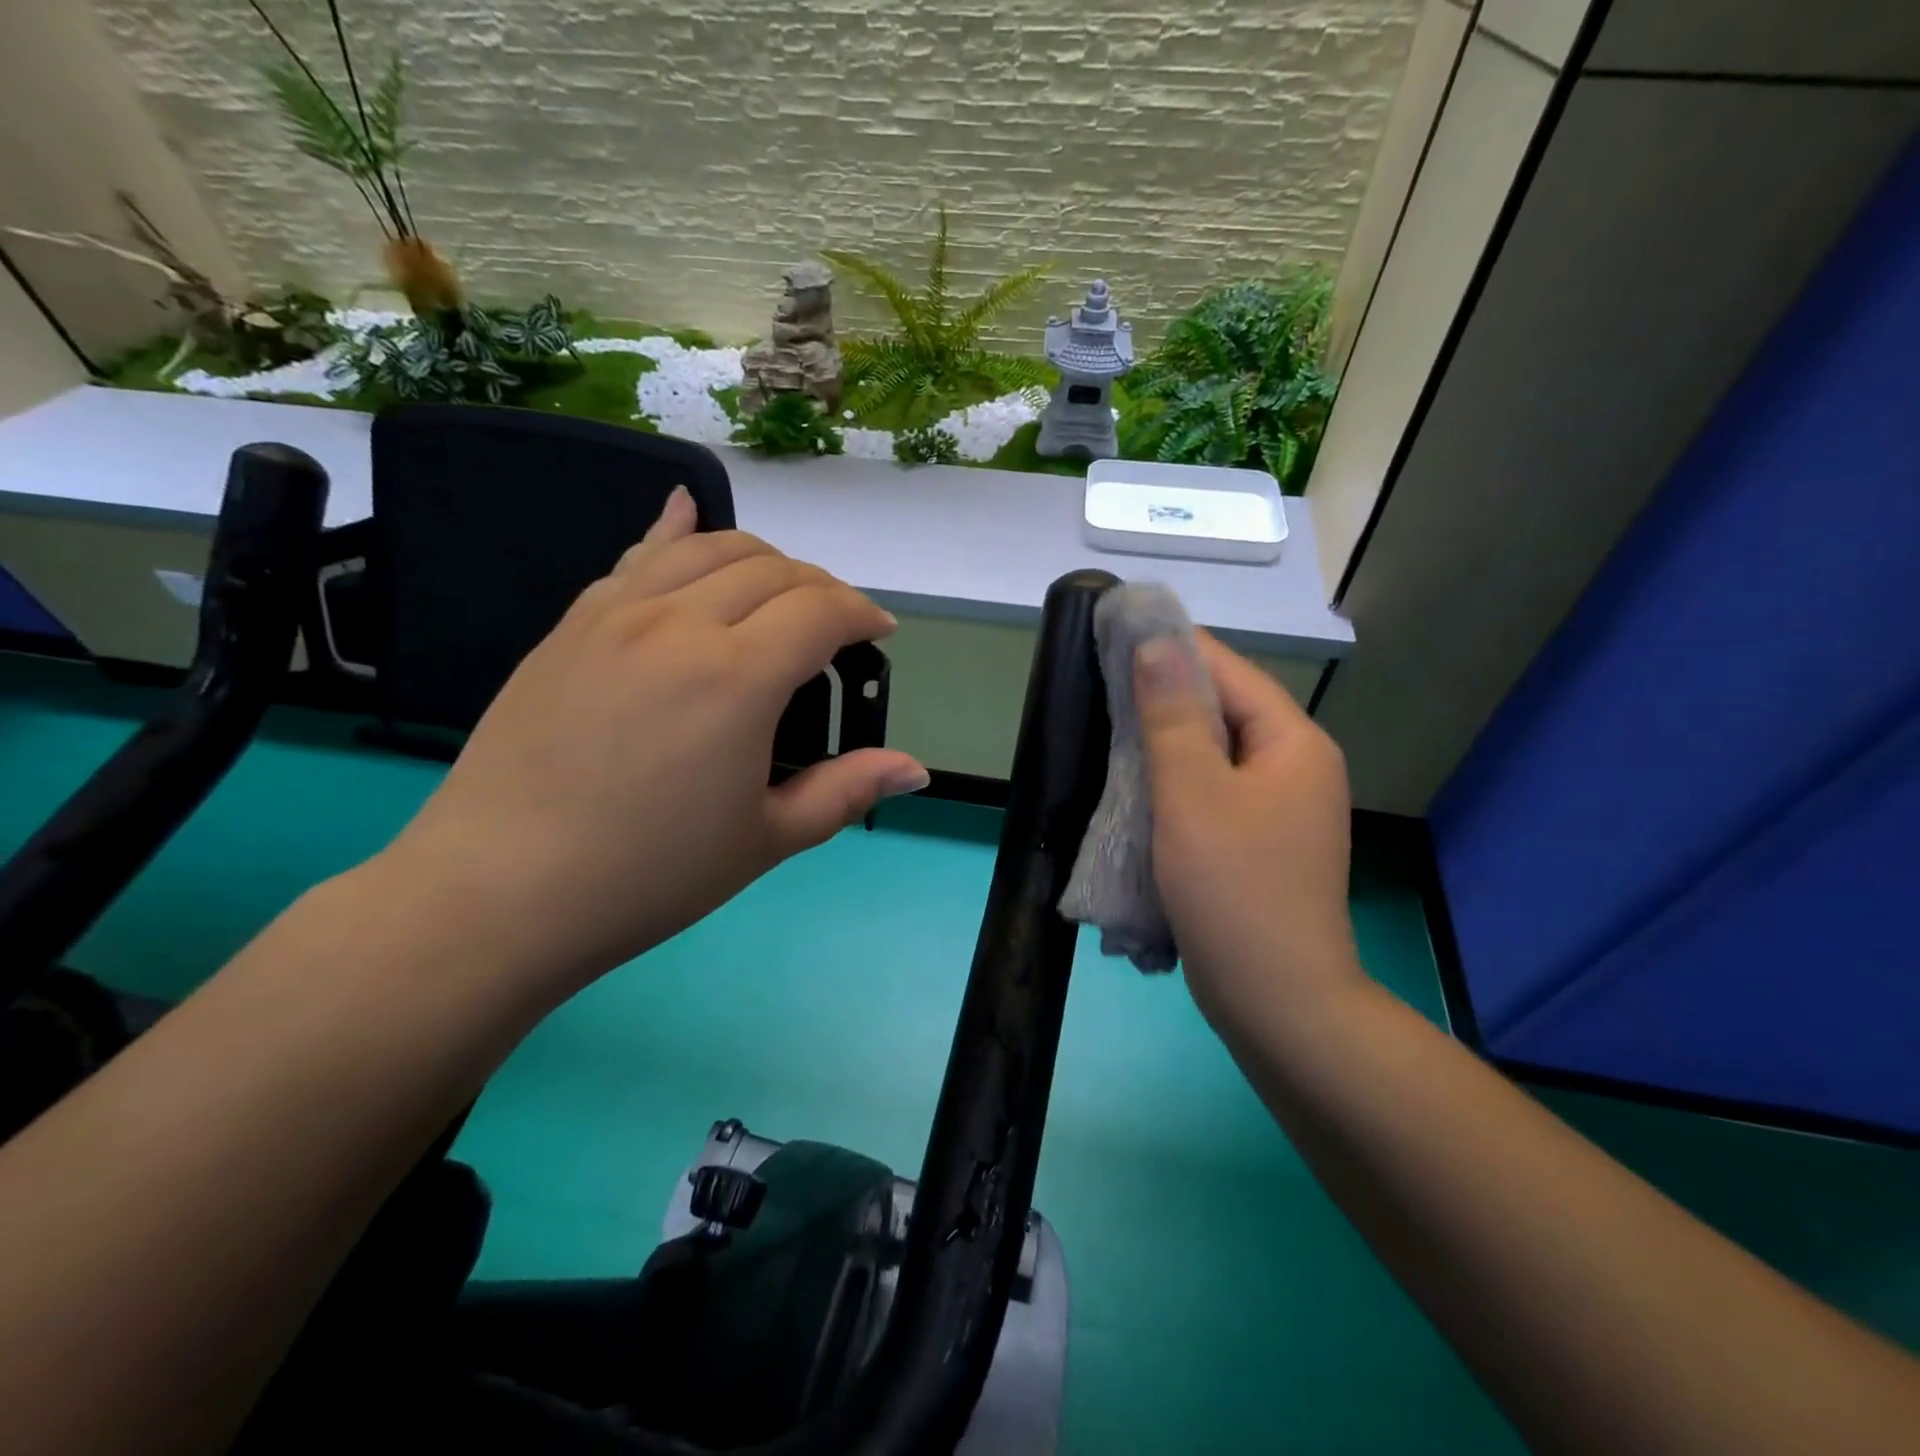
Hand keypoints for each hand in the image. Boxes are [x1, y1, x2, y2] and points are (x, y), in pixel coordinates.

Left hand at [382, 488, 928, 996]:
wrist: (501, 890)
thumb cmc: (650, 874)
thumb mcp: (766, 839)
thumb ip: (846, 791)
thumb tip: (916, 769)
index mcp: (738, 677)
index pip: (822, 609)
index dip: (863, 614)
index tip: (879, 634)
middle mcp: (681, 623)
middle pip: (773, 568)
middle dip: (821, 587)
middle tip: (835, 628)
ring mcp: (617, 615)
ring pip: (708, 548)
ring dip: (762, 558)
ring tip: (779, 591)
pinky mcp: (572, 624)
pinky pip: (635, 556)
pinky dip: (674, 531)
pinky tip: (683, 511)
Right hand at [1135, 632, 1361, 1031]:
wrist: (1278, 1002)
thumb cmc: (1233, 890)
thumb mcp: (1192, 794)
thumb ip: (1172, 715)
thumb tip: (1157, 642)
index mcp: (1292, 743)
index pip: (1228, 669)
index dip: (1171, 646)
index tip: (1114, 634)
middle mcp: (1296, 766)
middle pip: (1224, 709)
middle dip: (1163, 695)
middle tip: (1100, 686)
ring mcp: (1282, 808)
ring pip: (1215, 753)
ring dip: (1165, 740)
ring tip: (1108, 729)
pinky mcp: (1261, 842)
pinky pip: (1213, 791)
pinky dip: (1175, 781)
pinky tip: (1136, 786)